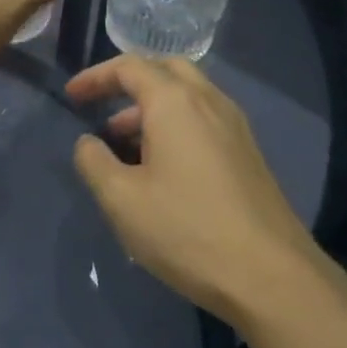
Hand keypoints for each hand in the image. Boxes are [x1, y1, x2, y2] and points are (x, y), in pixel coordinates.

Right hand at [68, 55, 318, 321]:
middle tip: (102, 103)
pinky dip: (176, 125)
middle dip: (129, 81)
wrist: (274, 280)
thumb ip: (93, 162)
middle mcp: (209, 102)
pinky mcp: (249, 156)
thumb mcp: (122, 200)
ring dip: (152, 106)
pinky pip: (204, 120)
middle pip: (165, 69)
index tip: (71, 97)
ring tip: (123, 142)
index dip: (95, 77)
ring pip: (188, 96)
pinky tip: (161, 167)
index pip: (129, 67)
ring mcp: (235, 128)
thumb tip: (88, 143)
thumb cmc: (188, 230)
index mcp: (174, 102)